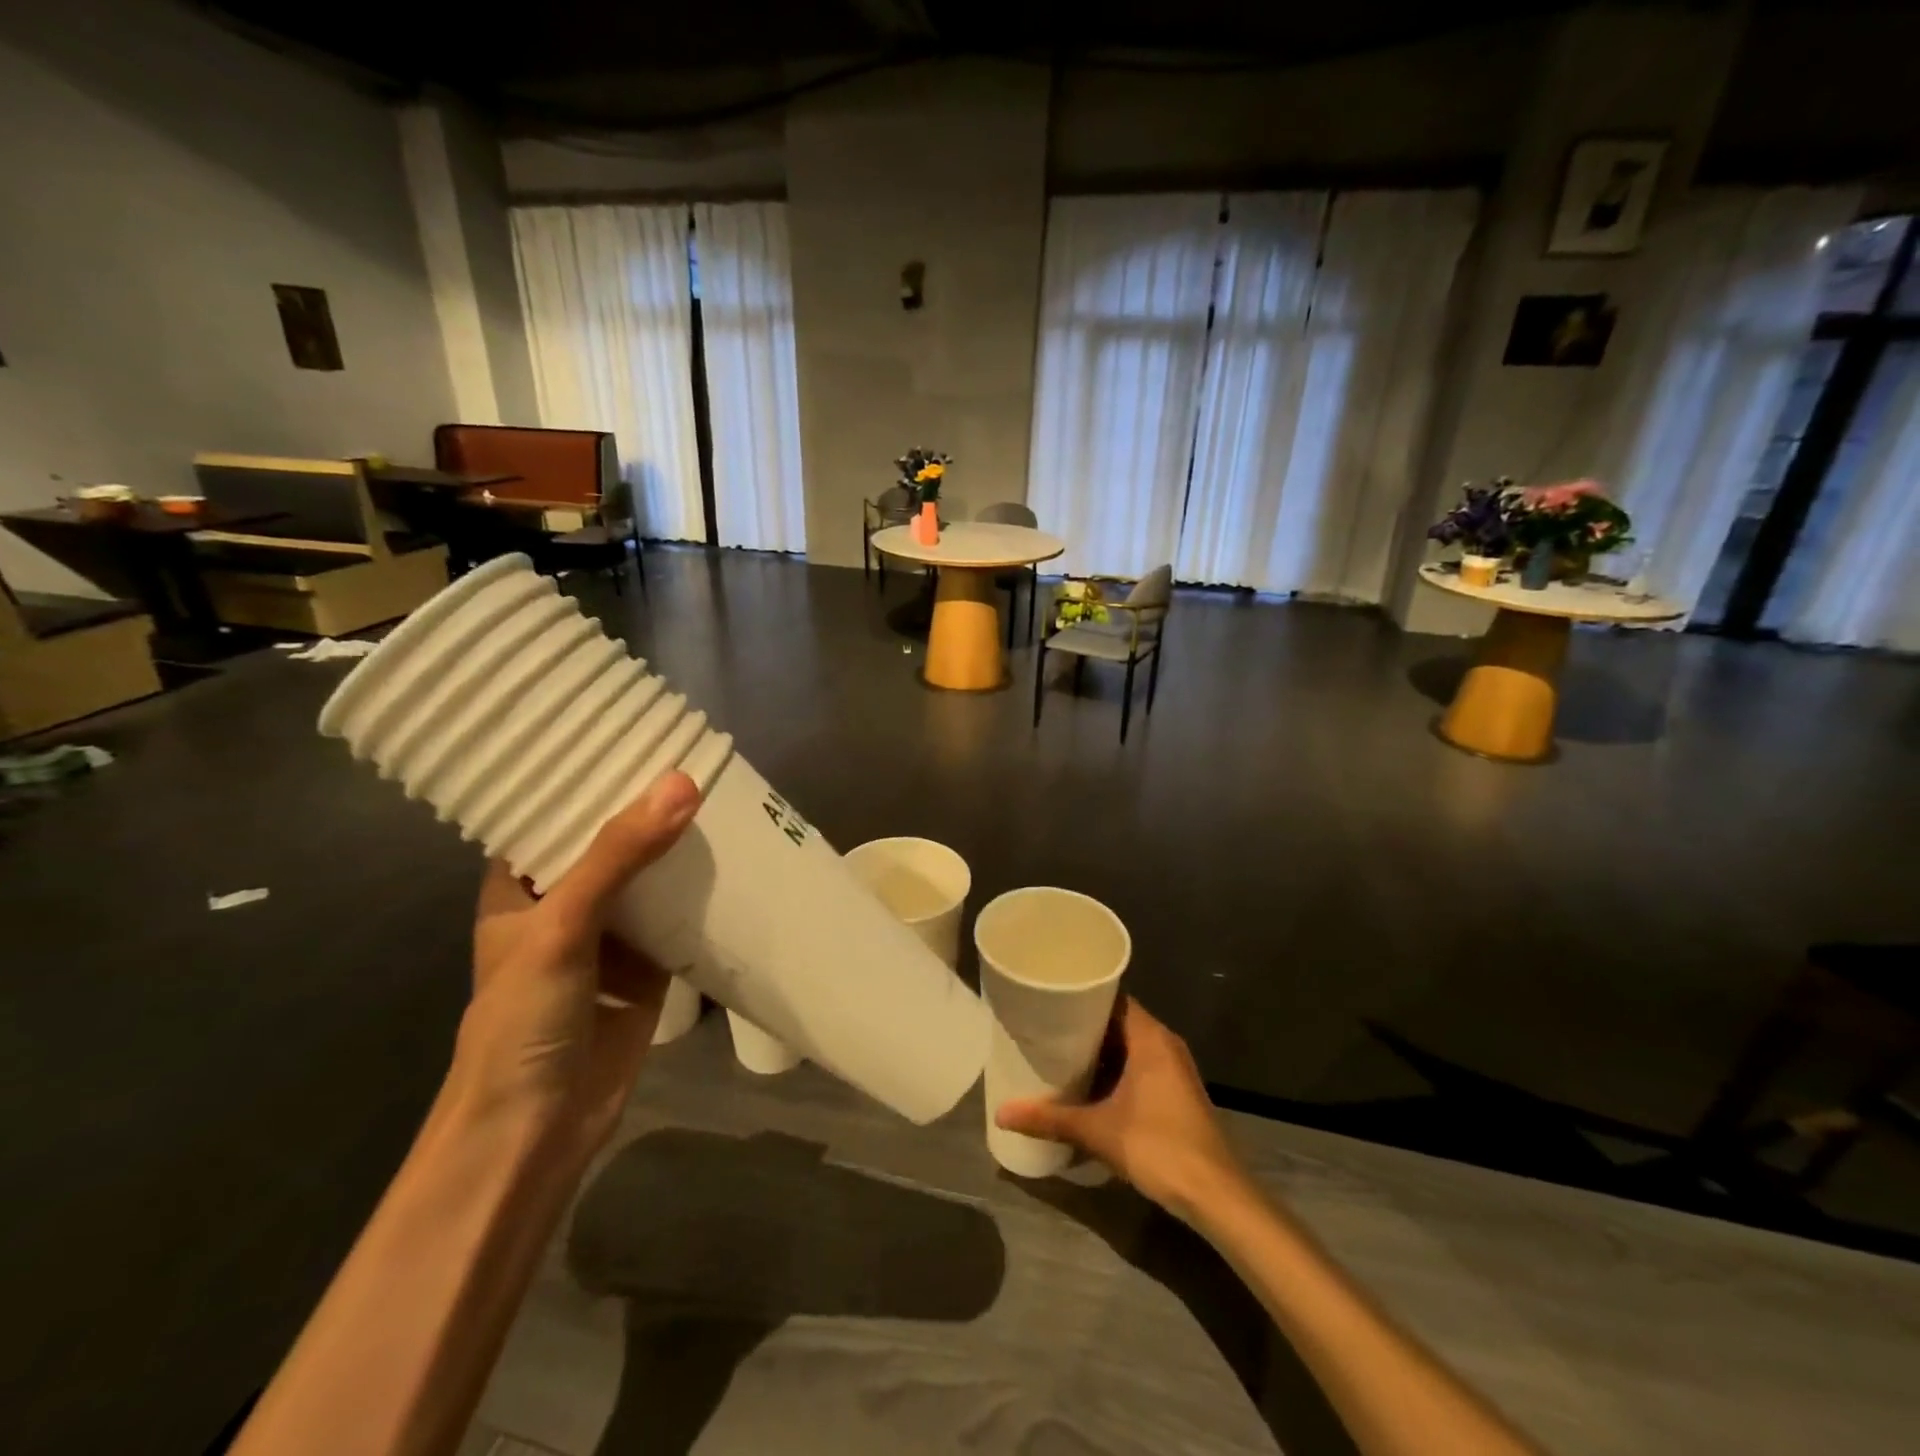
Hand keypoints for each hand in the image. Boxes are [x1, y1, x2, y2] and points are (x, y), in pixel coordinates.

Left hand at [451, 771, 700, 1159]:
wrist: (538, 1130)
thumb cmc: (523, 1021)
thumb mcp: (561, 926)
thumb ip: (618, 856)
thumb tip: (681, 782)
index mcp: (523, 884)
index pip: (554, 811)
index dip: (589, 774)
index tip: (633, 733)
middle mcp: (568, 901)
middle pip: (613, 840)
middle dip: (650, 807)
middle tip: (700, 756)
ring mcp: (612, 934)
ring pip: (652, 875)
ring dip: (682, 846)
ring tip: (728, 794)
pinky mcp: (650, 965)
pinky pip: (682, 916)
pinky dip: (706, 892)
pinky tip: (741, 859)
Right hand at [996, 998, 1247, 1220]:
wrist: (1216, 1196)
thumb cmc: (1159, 1147)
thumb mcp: (1098, 1132)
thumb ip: (1050, 1119)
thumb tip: (1001, 1113)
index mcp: (1150, 1037)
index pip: (1112, 997)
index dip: (1081, 995)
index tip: (1049, 998)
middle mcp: (1164, 1044)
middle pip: (1118, 1022)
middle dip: (1082, 1027)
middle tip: (1043, 1028)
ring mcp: (1173, 1069)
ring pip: (1128, 1047)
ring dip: (1098, 1052)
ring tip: (1057, 1055)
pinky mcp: (1176, 1093)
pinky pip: (1138, 1067)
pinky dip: (1114, 1071)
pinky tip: (1087, 1088)